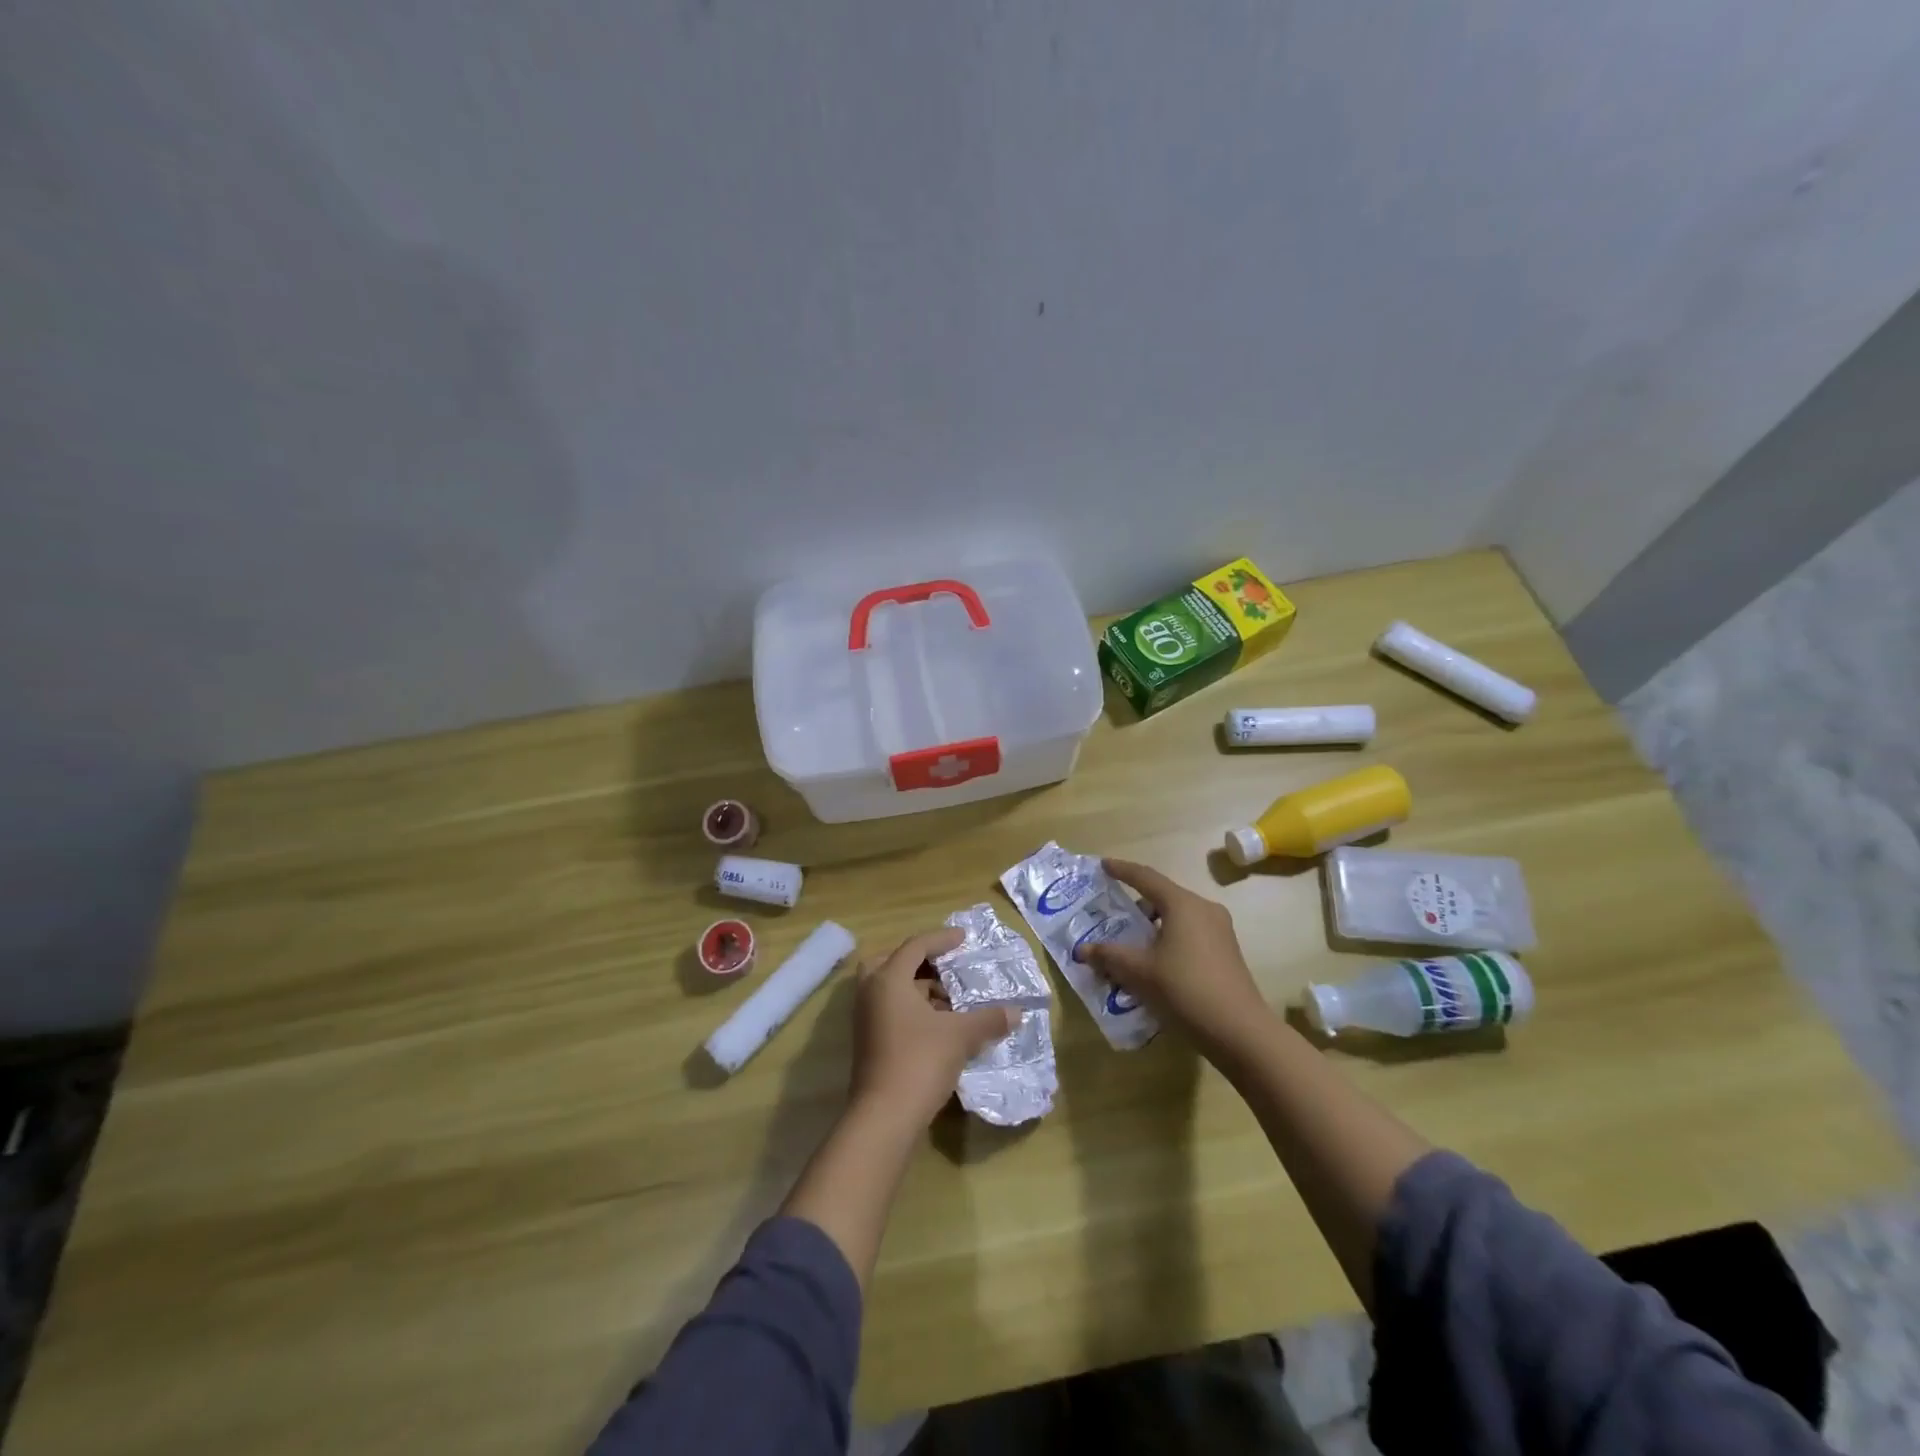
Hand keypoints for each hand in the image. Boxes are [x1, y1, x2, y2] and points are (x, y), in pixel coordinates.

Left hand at [850, 928, 1018, 1131]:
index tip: (964, 939)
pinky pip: (888, 1008)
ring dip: (917, 987)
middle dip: (919, 960)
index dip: (941, 939)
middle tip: (945, 966)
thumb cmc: (920, 1061)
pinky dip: (910, 1007)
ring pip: (889, 988)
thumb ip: (988, 1019)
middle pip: (892, 961)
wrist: (884, 1116)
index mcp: (888, 979)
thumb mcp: (960, 1036)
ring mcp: (865, 1018)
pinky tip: (937, 1023)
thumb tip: (1017, 1013)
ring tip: (949, 998)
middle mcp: (871, 992)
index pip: (915, 946)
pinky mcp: (868, 1041)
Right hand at [1076, 858, 1274, 1056]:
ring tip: (1130, 948)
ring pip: (1177, 918)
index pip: (1146, 877)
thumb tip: (1081, 950)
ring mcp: (1220, 931)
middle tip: (1113, 918)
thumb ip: (1108, 956)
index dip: (1122, 870)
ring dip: (1152, 928)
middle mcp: (1204, 909)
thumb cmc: (1185, 990)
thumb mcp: (1139, 972)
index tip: (1103, 865)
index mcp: (1183, 904)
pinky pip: (1189, 935)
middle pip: (1163, 898)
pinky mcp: (1226, 953)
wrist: (1241, 1032)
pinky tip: (1154, 965)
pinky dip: (1168, 941)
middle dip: (1136, 907)